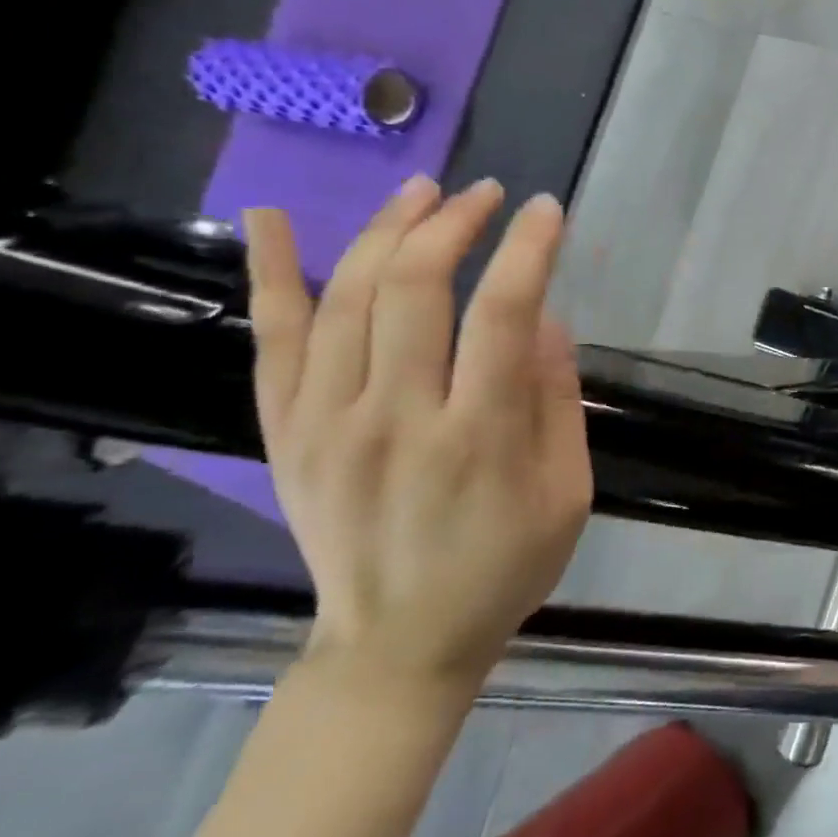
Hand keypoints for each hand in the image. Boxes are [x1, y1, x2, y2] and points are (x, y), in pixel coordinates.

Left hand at [244, 175, 592, 692]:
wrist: (399, 646)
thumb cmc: (505, 565)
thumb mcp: (567, 491)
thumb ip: (556, 399)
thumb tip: (543, 318)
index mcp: (478, 437)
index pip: (501, 314)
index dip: (525, 249)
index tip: (544, 210)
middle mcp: (395, 419)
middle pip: (413, 291)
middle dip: (453, 225)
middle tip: (485, 193)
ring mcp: (327, 425)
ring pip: (343, 301)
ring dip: (385, 232)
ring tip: (421, 190)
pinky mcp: (286, 435)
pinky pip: (272, 342)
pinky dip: (270, 275)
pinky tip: (272, 217)